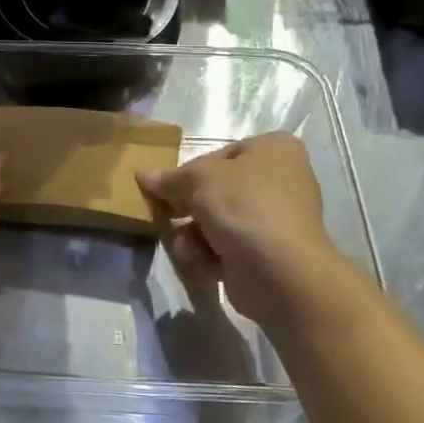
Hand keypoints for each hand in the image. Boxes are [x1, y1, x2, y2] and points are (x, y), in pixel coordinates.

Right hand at [136, 133, 353, 330]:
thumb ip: (169, 178)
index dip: (189, 172)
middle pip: (216, 189)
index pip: (218, 155)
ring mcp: (275, 219)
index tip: (166, 188)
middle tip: (164, 215)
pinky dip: (209, 254)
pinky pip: (227, 246)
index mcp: (273, 149)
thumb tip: (142, 174)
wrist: (281, 273)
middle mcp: (280, 180)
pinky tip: (201, 263)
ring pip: (217, 220)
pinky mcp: (267, 253)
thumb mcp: (198, 179)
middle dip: (188, 207)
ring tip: (186, 246)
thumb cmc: (243, 207)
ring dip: (194, 234)